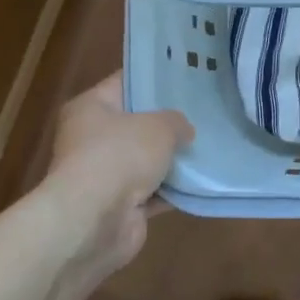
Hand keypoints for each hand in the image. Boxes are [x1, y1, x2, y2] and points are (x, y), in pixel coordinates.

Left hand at [39, 74, 191, 280]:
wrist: (94, 221)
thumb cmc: (119, 156)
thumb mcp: (159, 126)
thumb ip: (177, 122)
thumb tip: (184, 131)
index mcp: (90, 108)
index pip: (125, 83)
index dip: (154, 79)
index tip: (185, 77)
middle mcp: (91, 139)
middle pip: (136, 124)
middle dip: (168, 122)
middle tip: (203, 112)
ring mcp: (104, 175)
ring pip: (146, 160)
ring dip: (172, 159)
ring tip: (208, 145)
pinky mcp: (119, 206)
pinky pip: (153, 192)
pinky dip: (173, 190)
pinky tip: (202, 181)